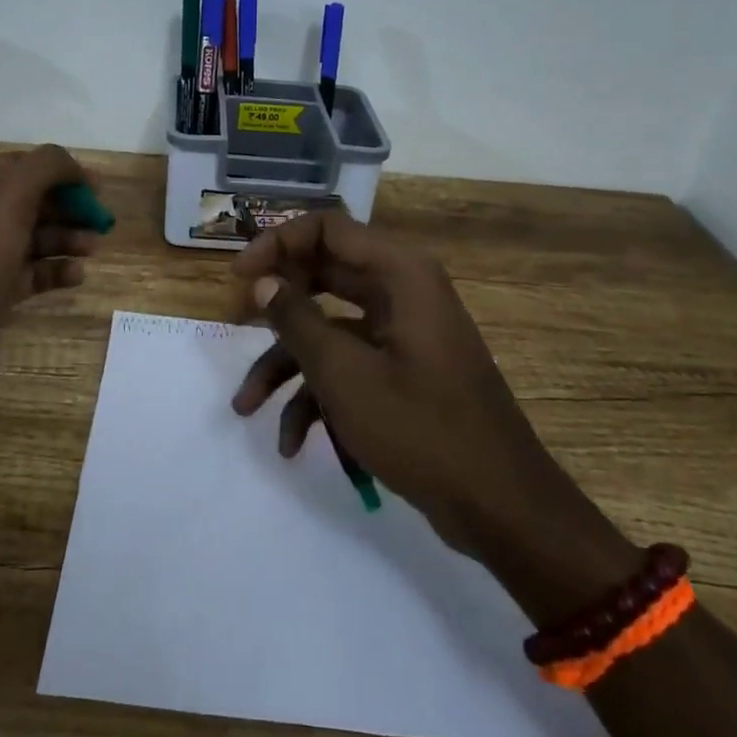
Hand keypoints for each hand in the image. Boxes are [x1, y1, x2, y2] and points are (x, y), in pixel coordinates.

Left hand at [0, 145, 100, 418]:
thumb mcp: (9, 195)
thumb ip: (47, 167)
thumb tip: (74, 167)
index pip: (20, 165)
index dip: (62, 173)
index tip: (98, 188)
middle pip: (29, 202)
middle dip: (67, 209)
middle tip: (101, 221)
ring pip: (30, 239)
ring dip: (65, 239)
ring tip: (93, 248)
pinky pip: (27, 274)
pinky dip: (53, 271)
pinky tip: (76, 275)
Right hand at [229, 210, 637, 617]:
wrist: (502, 508)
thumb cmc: (421, 429)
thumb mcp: (344, 373)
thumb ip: (296, 320)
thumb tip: (262, 281)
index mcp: (399, 274)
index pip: (326, 228)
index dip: (276, 243)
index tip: (239, 278)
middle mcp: (402, 292)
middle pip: (323, 276)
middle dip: (276, 306)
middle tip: (234, 324)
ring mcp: (403, 334)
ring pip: (329, 329)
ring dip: (287, 366)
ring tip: (246, 408)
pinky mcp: (403, 371)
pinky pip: (350, 365)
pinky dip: (318, 396)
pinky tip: (293, 444)